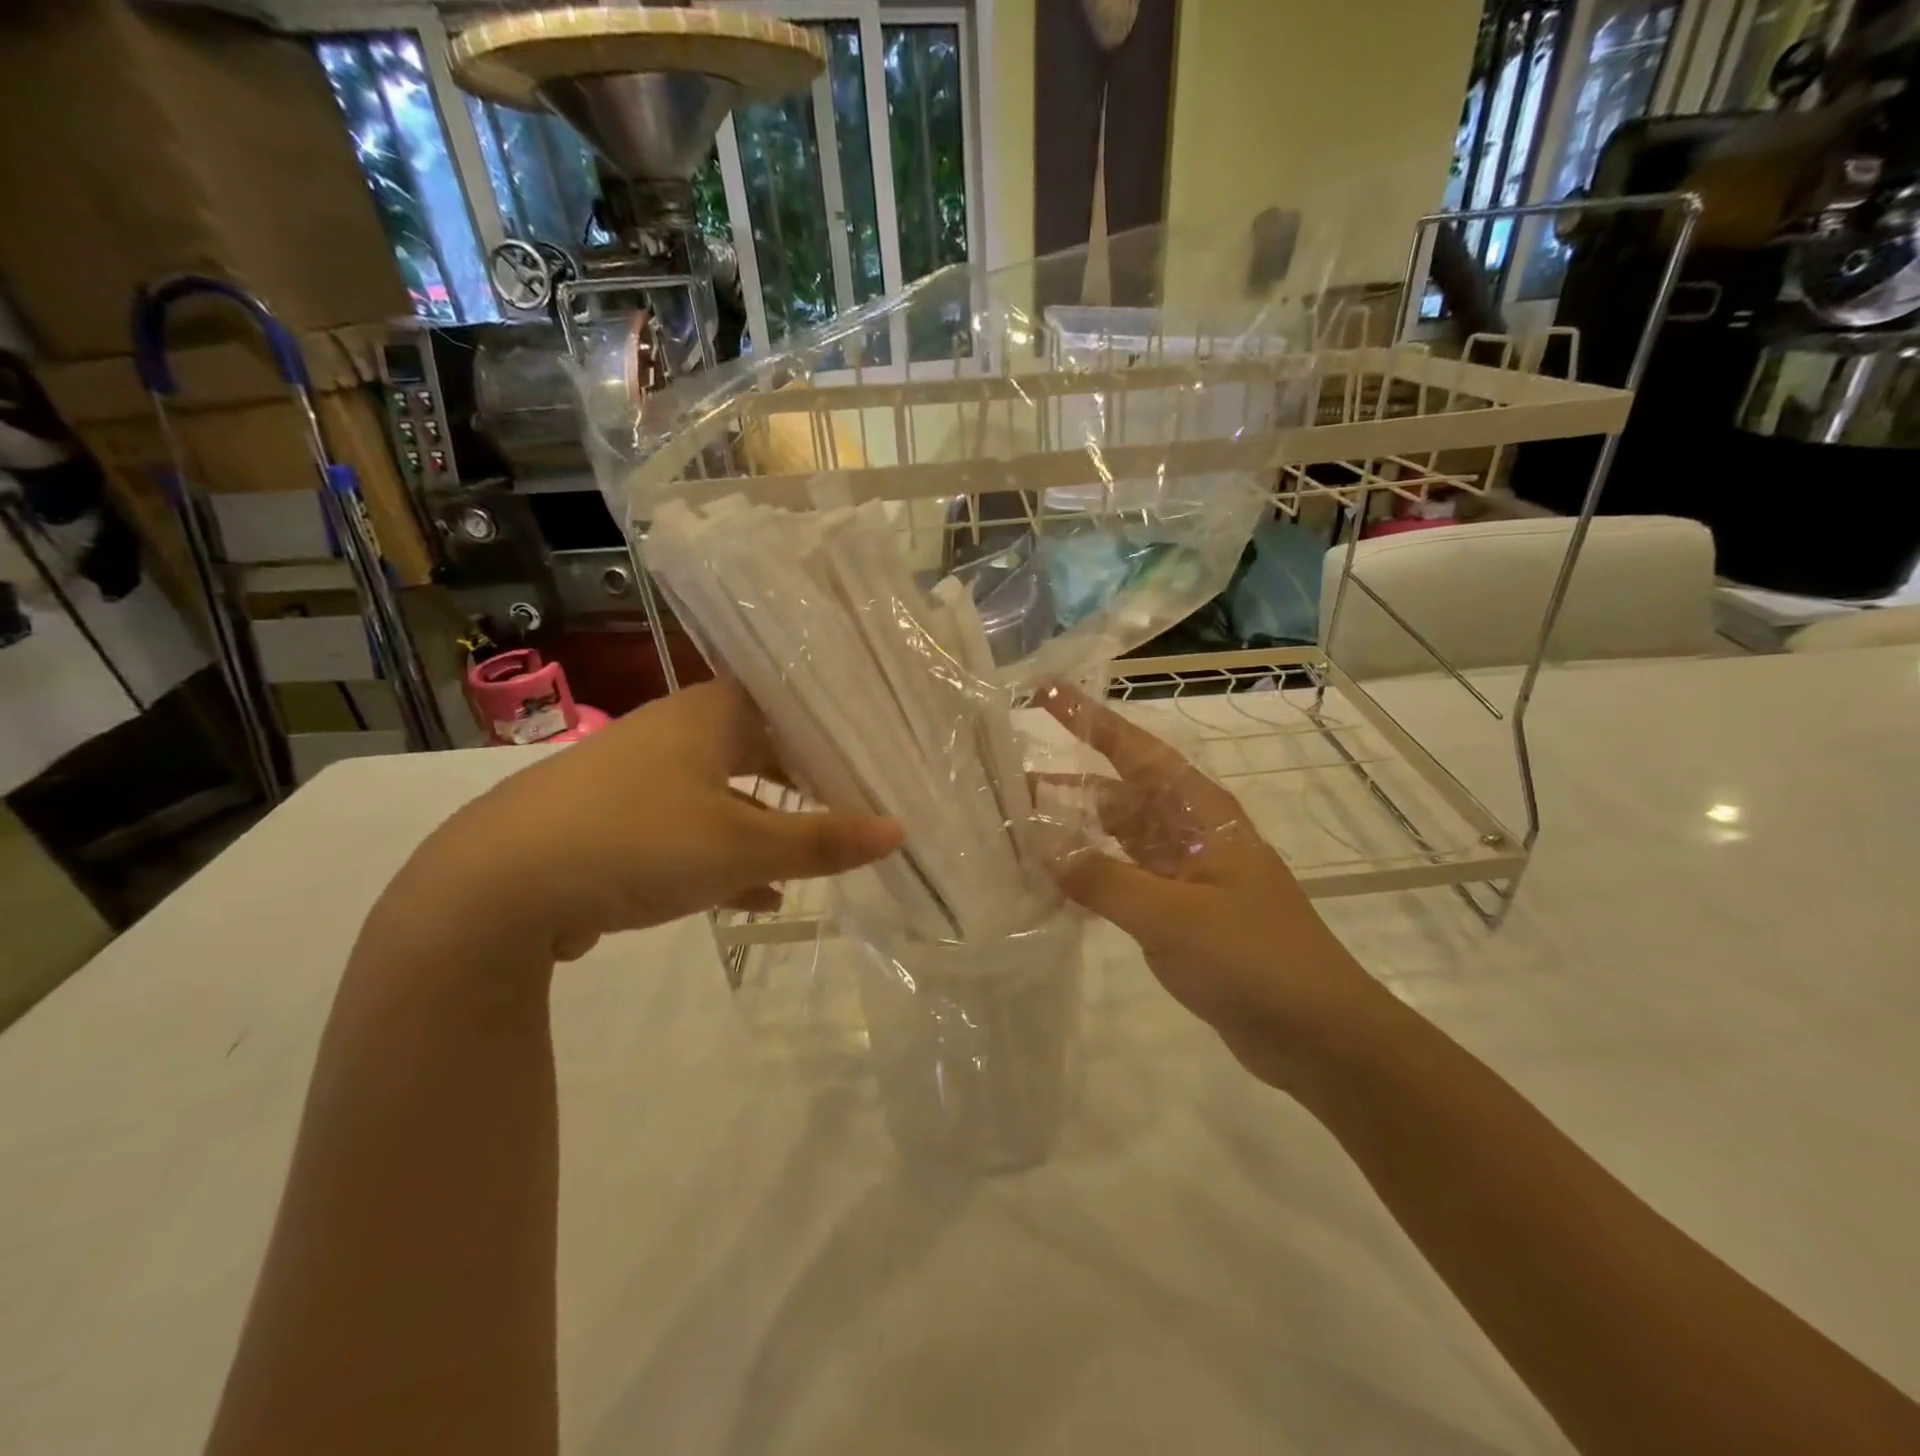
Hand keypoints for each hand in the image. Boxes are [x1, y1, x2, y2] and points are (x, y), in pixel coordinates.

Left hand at [388, 680, 902, 967]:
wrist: (494, 890)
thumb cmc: (637, 841)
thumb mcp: (742, 847)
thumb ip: (821, 841)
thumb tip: (898, 830)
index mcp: (708, 715)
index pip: (788, 703)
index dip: (833, 728)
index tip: (875, 754)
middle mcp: (674, 733)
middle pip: (760, 750)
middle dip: (806, 782)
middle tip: (856, 802)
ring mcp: (640, 779)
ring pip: (726, 794)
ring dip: (769, 825)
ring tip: (816, 852)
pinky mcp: (613, 823)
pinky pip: (689, 831)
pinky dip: (726, 856)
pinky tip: (756, 895)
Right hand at [1039, 685, 1374, 1086]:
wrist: (1316, 1033)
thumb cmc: (1254, 959)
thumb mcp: (1175, 917)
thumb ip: (1105, 880)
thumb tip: (1043, 849)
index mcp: (1200, 814)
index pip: (1136, 751)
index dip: (1091, 720)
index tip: (1047, 693)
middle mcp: (1189, 833)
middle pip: (1119, 793)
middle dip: (1067, 784)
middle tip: (1007, 780)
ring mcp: (1184, 874)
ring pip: (1117, 838)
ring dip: (1074, 832)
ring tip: (1018, 831)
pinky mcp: (1177, 912)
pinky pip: (1123, 880)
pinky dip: (1089, 877)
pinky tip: (1051, 886)